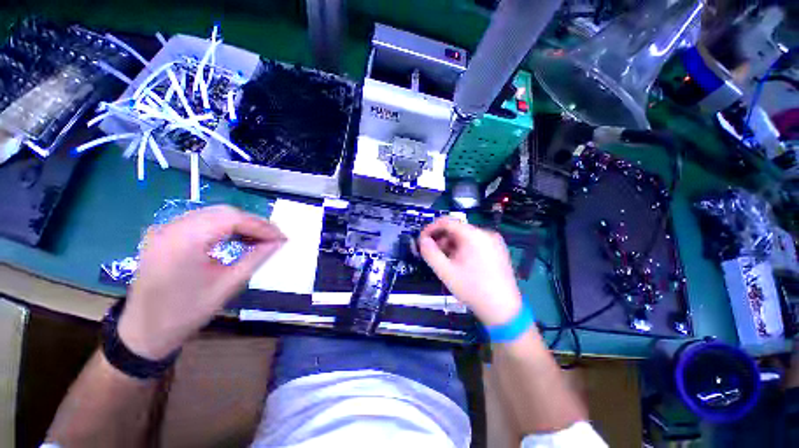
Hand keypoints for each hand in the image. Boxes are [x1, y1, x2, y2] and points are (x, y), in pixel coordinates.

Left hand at [118, 205, 285, 359]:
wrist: (144, 332)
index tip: (282, 238)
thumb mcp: (228, 285)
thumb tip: (278, 242)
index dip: (262, 226)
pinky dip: (224, 227)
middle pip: (223, 212)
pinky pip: (201, 221)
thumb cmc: (187, 312)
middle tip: (273, 238)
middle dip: (253, 223)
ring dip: (240, 223)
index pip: (233, 218)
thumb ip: (256, 258)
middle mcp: (171, 227)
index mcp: (184, 240)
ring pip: (213, 214)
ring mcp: (164, 228)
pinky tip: (236, 238)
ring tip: (259, 238)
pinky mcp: (164, 234)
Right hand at [419, 218, 522, 325]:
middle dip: (441, 239)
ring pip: (465, 236)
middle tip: (433, 253)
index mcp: (474, 235)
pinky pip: (475, 243)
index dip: (431, 228)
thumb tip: (422, 240)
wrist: (503, 310)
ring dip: (451, 245)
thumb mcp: (445, 272)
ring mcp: (494, 241)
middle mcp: (486, 233)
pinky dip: (463, 248)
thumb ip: (430, 253)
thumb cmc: (472, 289)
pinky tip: (459, 263)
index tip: (422, 240)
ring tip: (445, 261)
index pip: (447, 221)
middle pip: (457, 229)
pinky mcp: (498, 250)